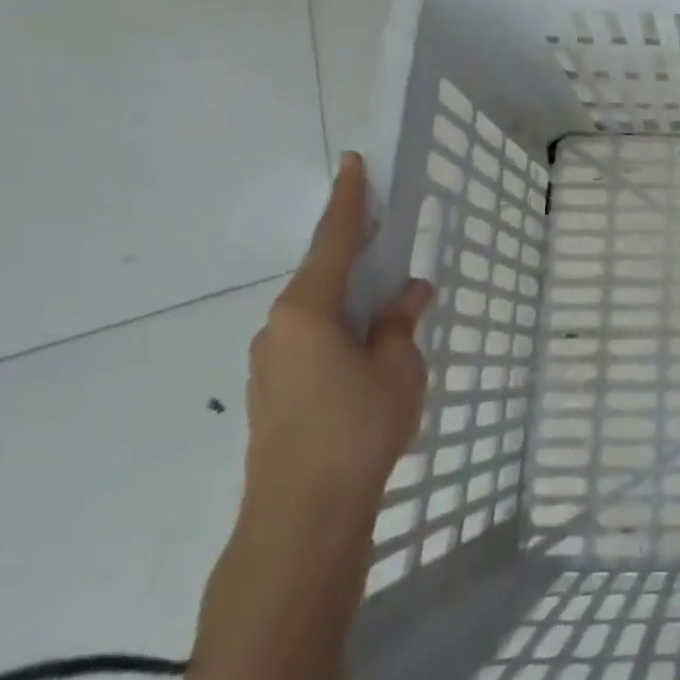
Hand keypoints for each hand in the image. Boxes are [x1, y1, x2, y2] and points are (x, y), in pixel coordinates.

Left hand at [243, 152, 430, 525]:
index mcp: (308, 310)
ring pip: (318, 315)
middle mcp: (279, 328)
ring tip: (391, 313)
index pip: (333, 240)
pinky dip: (342, 334)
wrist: (302, 516)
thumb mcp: (398, 367)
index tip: (354, 163)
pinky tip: (369, 357)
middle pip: (322, 276)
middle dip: (356, 258)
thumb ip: (401, 323)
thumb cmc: (357, 428)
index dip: (348, 200)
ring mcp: (271, 364)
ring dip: (352, 303)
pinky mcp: (273, 394)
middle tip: (390, 244)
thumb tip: (409, 292)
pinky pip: (312, 344)